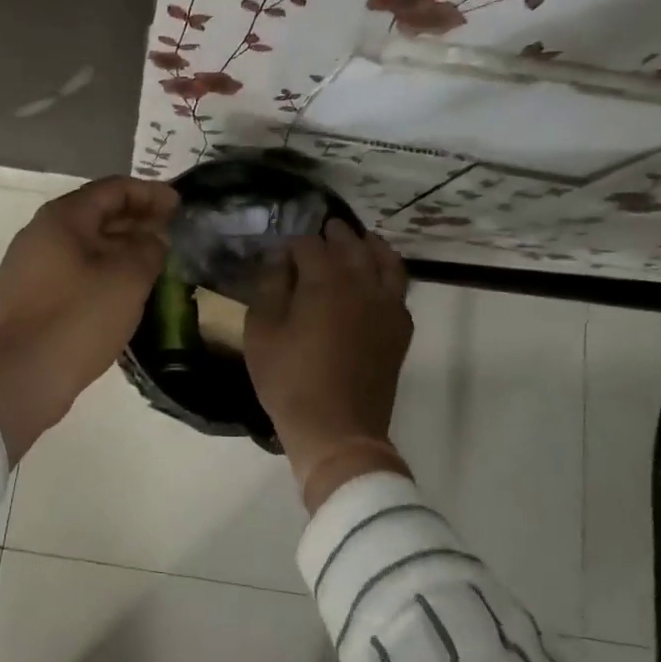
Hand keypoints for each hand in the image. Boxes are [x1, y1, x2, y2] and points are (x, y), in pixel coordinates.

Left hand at [0, 177, 177, 461]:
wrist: (24, 376)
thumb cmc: (80, 317)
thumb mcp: (128, 278)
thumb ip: (149, 248)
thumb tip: (154, 238)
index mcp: (61, 218)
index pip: (112, 189)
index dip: (149, 193)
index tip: (179, 205)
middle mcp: (39, 232)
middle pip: (96, 213)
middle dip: (136, 219)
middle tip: (171, 231)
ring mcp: (29, 264)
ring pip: (84, 243)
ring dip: (120, 245)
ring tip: (154, 259)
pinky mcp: (29, 294)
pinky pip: (72, 268)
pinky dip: (102, 267)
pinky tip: (124, 287)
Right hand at [245, 220, 414, 509]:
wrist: (338, 431)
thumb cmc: (290, 380)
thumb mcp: (261, 332)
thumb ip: (269, 288)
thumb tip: (279, 262)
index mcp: (325, 281)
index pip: (309, 245)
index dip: (293, 244)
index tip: (281, 252)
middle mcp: (361, 284)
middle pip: (351, 245)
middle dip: (335, 234)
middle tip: (322, 230)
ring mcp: (387, 306)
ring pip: (385, 260)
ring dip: (370, 245)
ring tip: (360, 241)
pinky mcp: (399, 329)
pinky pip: (399, 288)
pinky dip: (388, 273)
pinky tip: (377, 279)